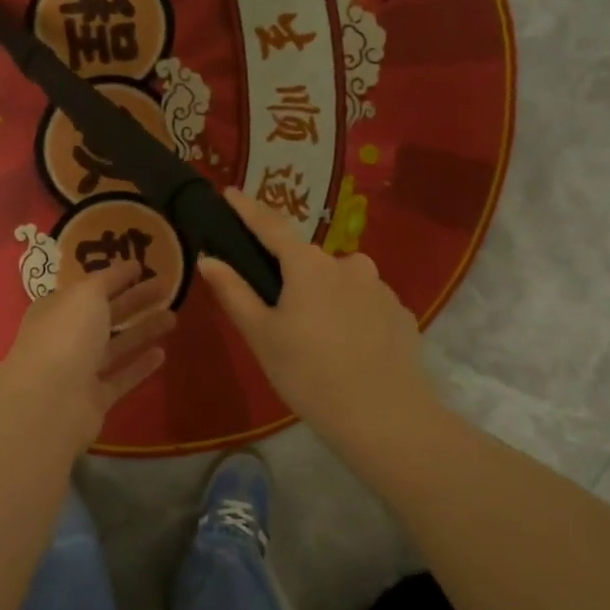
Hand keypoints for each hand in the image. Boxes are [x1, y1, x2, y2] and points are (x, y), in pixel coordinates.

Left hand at [0, 260, 175, 453]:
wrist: (51, 401)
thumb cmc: (66, 336)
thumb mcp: (86, 294)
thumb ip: (108, 279)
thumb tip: (127, 266)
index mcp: (57, 309)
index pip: (87, 289)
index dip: (113, 278)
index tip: (142, 267)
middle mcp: (65, 337)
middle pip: (104, 315)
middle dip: (134, 301)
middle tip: (167, 288)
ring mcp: (79, 370)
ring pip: (115, 346)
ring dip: (142, 331)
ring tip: (173, 317)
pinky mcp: (94, 399)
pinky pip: (120, 378)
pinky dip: (139, 366)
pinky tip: (162, 354)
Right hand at [198, 188, 430, 444]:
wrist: (384, 417)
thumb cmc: (309, 374)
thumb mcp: (262, 335)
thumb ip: (234, 292)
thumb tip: (209, 258)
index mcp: (308, 265)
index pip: (271, 226)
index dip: (247, 209)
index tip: (230, 192)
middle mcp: (348, 264)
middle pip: (308, 261)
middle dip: (291, 277)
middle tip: (278, 314)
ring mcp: (380, 288)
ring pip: (340, 283)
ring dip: (324, 297)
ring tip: (317, 340)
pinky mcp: (400, 314)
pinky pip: (365, 305)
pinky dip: (351, 316)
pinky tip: (349, 350)